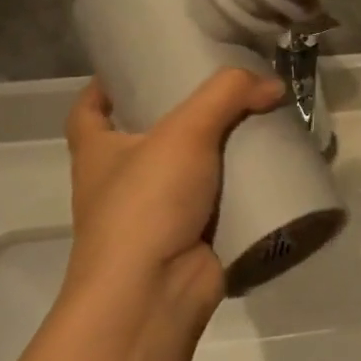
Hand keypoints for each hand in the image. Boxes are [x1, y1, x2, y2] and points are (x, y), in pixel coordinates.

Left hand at [63, 69, 284, 313]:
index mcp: (98, 153)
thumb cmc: (147, 204)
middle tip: (224, 88)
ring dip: (220, 149)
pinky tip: (271, 167)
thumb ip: (229, 94)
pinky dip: (242, 186)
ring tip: (258, 119)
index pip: (89, 111)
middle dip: (182, 114)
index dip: (106, 87)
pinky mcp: (192, 236)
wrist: (154, 293)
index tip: (135, 67)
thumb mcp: (185, 131)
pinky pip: (221, 200)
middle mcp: (121, 182)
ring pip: (190, 169)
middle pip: (148, 137)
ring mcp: (157, 213)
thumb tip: (271, 84)